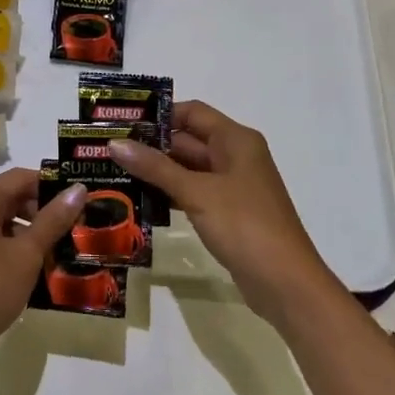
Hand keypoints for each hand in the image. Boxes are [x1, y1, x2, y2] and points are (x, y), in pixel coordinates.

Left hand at [0, 168, 85, 378]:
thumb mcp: (26, 253)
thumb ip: (53, 219)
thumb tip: (78, 189)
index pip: (21, 177)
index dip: (52, 185)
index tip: (82, 199)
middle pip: (12, 199)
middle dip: (45, 212)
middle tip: (79, 227)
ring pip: (5, 225)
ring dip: (34, 235)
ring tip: (66, 250)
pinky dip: (18, 252)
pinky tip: (42, 271)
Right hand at [111, 101, 340, 328]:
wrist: (285, 282)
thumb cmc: (244, 225)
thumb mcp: (196, 192)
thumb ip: (155, 167)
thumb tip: (115, 143)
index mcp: (236, 140)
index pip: (192, 112)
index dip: (159, 115)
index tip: (122, 122)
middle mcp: (236, 156)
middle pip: (189, 140)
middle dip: (152, 146)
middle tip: (109, 150)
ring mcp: (233, 186)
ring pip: (189, 169)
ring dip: (157, 172)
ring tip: (116, 174)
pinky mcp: (229, 213)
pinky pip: (194, 193)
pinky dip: (170, 194)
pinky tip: (141, 201)